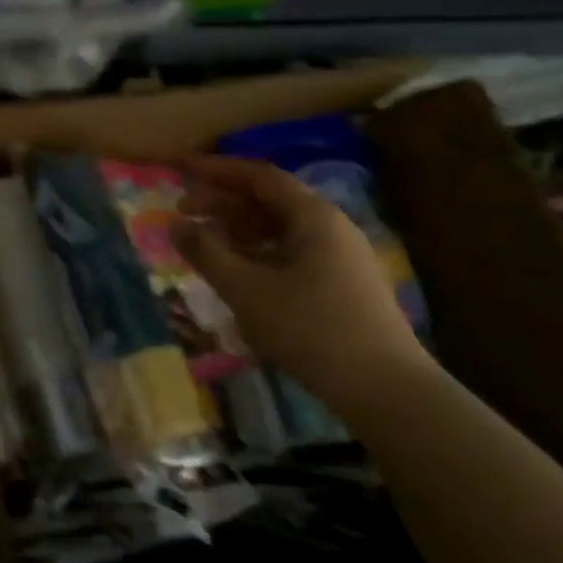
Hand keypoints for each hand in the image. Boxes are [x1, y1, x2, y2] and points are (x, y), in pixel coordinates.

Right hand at [171, 156, 423, 408]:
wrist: (388, 392)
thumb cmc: (312, 330)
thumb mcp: (247, 291)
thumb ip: (207, 253)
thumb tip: (175, 224)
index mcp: (313, 216)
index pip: (258, 176)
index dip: (216, 170)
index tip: (182, 171)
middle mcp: (331, 226)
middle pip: (270, 199)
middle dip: (224, 202)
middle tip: (184, 215)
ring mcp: (342, 257)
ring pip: (281, 228)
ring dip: (240, 230)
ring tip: (206, 245)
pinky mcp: (344, 285)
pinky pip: (293, 252)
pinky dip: (260, 253)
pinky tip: (240, 275)